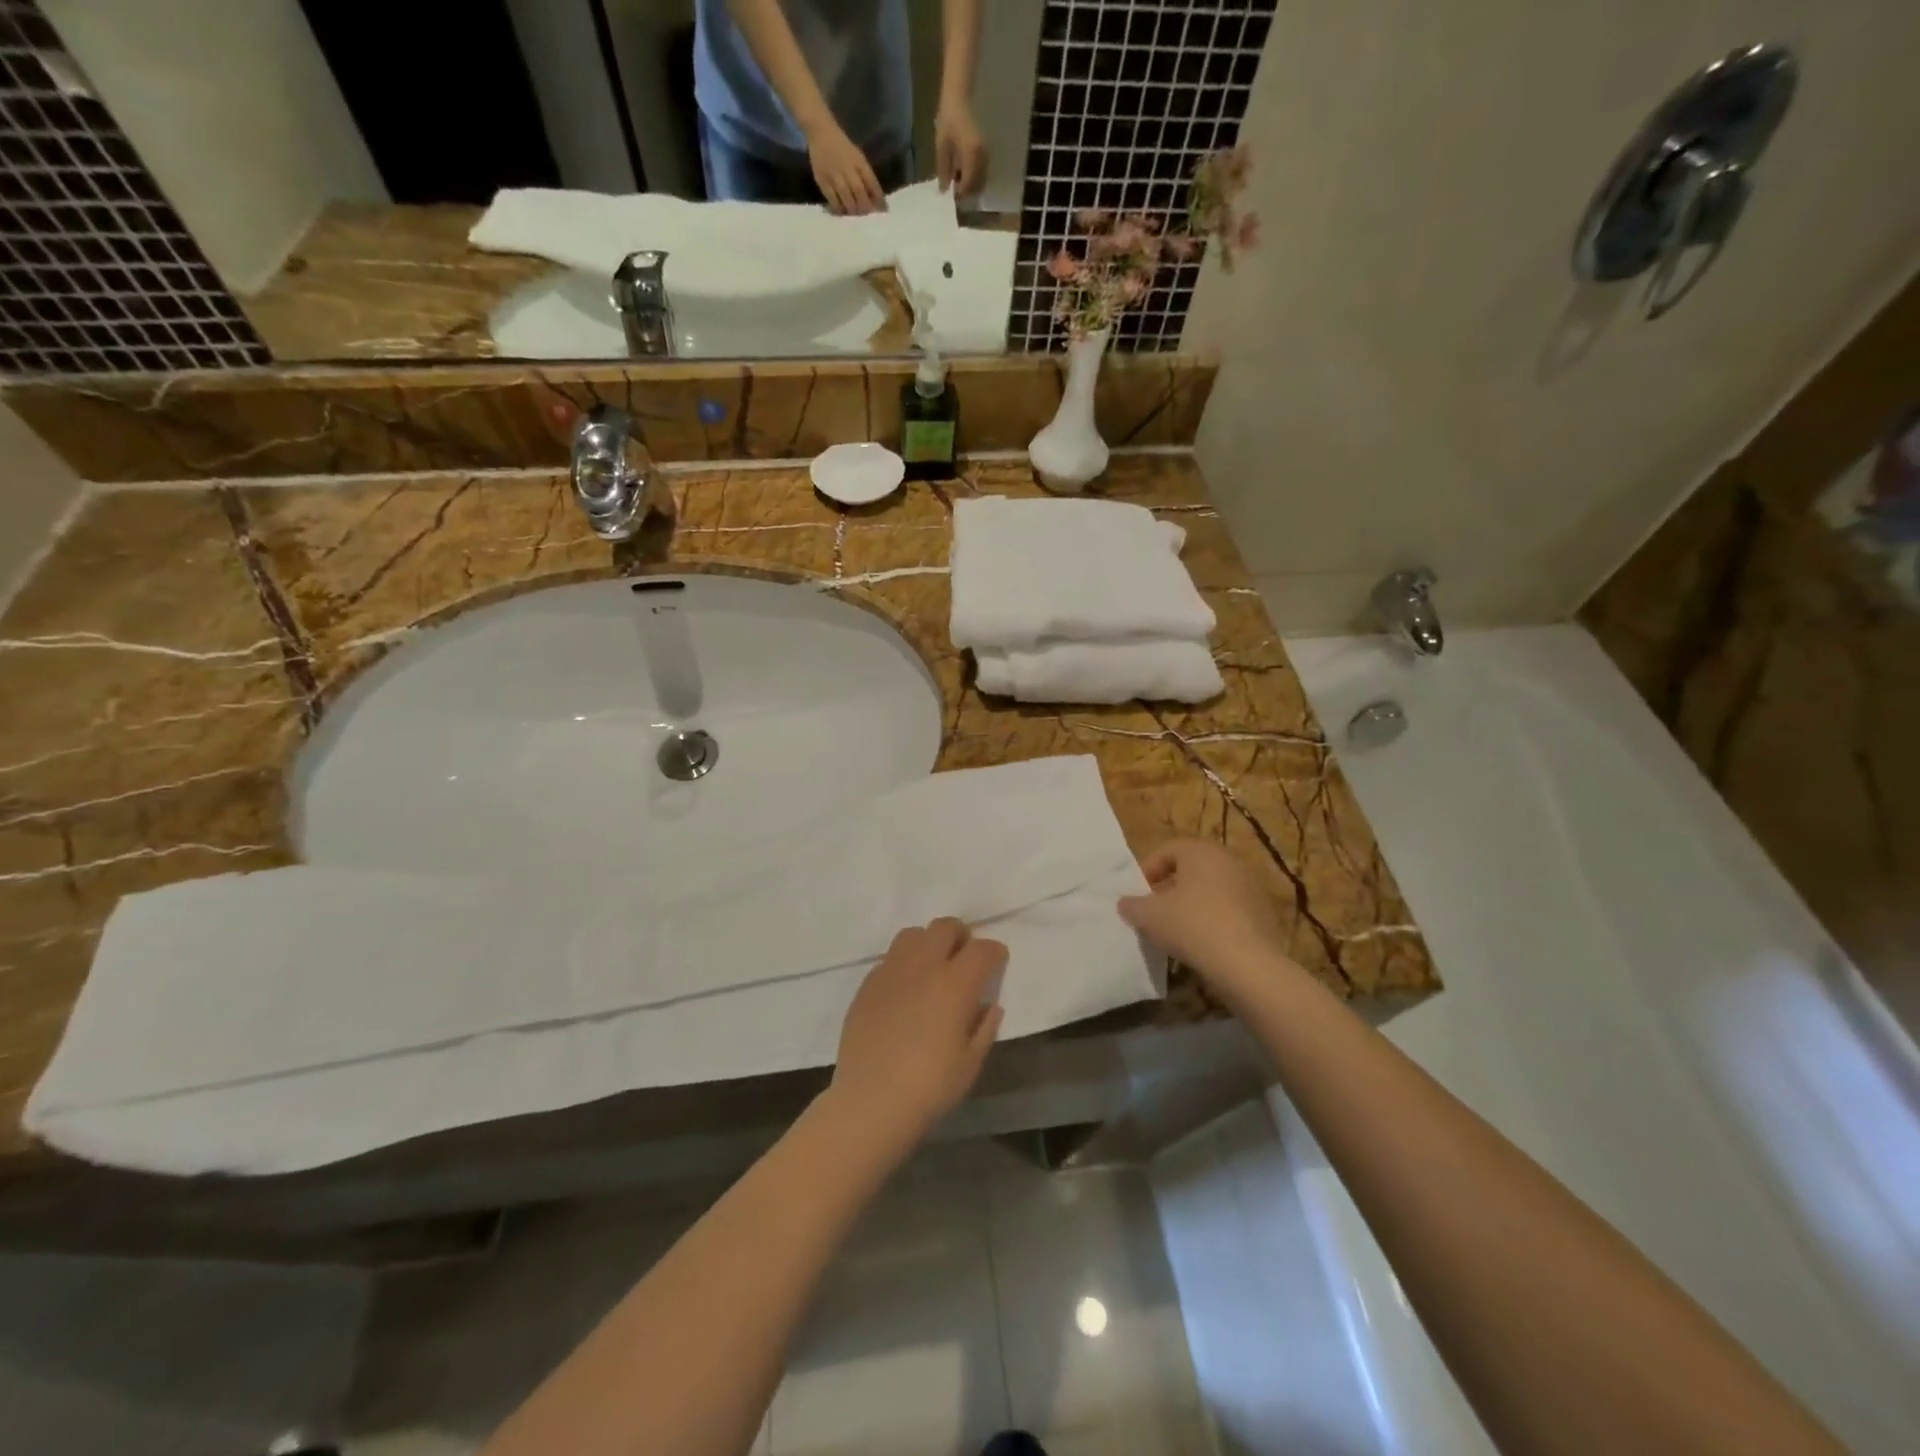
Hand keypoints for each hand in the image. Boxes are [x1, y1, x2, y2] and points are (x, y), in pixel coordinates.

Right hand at [805, 119, 885, 214]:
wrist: (821, 132)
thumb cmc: (843, 148)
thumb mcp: (858, 158)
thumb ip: (867, 177)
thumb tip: (876, 201)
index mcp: (859, 161)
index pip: (872, 183)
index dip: (878, 198)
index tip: (883, 212)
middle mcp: (847, 168)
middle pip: (859, 192)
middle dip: (865, 207)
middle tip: (868, 219)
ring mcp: (834, 174)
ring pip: (846, 198)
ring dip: (853, 210)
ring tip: (856, 219)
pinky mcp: (822, 180)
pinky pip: (832, 200)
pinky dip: (839, 209)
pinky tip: (842, 213)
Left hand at [829, 918, 1006, 1153]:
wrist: (870, 1102)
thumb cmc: (930, 1087)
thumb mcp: (970, 1063)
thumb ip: (984, 1027)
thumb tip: (989, 1005)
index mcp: (954, 984)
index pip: (982, 949)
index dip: (995, 953)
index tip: (997, 963)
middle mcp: (922, 966)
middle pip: (945, 927)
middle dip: (962, 936)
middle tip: (965, 959)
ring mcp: (890, 971)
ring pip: (913, 934)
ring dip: (929, 943)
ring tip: (933, 967)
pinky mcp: (867, 984)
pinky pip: (890, 958)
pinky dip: (904, 963)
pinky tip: (906, 990)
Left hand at [934, 102, 986, 195]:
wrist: (959, 97)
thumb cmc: (949, 119)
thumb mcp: (942, 145)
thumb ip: (943, 169)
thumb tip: (943, 190)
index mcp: (971, 155)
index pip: (968, 185)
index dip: (960, 194)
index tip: (951, 195)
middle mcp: (982, 157)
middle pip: (977, 186)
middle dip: (967, 192)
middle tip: (955, 190)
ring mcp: (986, 154)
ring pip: (981, 181)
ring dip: (971, 186)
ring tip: (958, 181)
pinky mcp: (987, 152)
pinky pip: (983, 172)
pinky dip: (975, 178)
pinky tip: (964, 173)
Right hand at [1118, 840, 1298, 1006]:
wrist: (1247, 964)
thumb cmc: (1192, 926)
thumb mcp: (1149, 916)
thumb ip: (1133, 905)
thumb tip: (1125, 903)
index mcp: (1200, 851)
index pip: (1167, 850)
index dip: (1147, 870)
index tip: (1138, 895)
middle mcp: (1228, 860)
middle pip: (1191, 869)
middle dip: (1170, 888)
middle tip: (1155, 911)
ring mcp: (1250, 886)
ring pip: (1211, 890)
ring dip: (1192, 904)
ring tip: (1177, 930)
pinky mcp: (1264, 912)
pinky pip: (1229, 909)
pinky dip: (1214, 920)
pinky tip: (1203, 943)